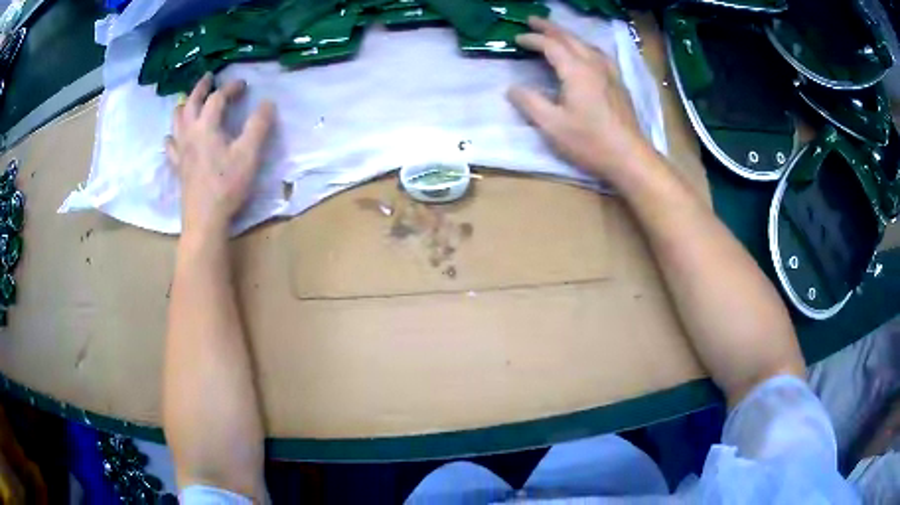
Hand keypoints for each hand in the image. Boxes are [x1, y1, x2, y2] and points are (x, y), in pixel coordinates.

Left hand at [166, 74, 274, 238]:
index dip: (231, 88)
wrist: (204, 219)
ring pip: (176, 121)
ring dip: (183, 106)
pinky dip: (172, 136)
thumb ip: (259, 126)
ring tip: (187, 102)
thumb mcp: (249, 154)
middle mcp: (189, 134)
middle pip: (190, 103)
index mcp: (207, 127)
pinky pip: (170, 146)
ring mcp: (180, 151)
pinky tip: (173, 138)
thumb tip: (267, 103)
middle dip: (200, 88)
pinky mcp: (177, 167)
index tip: (243, 84)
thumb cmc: (227, 185)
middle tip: (208, 77)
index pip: (218, 98)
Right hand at [508, 17, 650, 183]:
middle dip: (549, 27)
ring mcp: (610, 73)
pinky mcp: (619, 84)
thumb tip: (512, 88)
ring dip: (568, 35)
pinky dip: (585, 46)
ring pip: (587, 44)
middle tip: (532, 20)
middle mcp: (594, 65)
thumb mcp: (552, 125)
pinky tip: (586, 53)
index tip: (517, 38)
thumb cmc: (590, 142)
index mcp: (576, 71)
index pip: (550, 45)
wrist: (629, 157)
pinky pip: (599, 54)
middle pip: (570, 38)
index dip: (532, 39)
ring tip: (556, 33)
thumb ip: (530, 102)